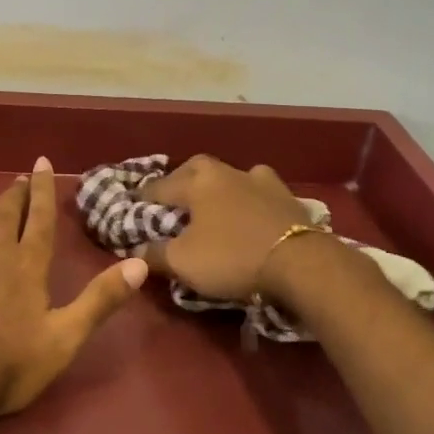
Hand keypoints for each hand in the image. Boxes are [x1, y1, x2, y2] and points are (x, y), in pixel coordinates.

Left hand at [0, 151, 148, 416]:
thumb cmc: (9, 364)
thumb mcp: (65, 338)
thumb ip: (100, 300)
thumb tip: (139, 264)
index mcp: (28, 266)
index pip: (39, 219)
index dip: (43, 190)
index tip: (42, 162)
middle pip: (6, 211)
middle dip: (15, 190)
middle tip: (20, 174)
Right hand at [138, 155, 323, 300]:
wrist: (301, 263)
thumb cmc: (232, 257)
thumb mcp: (183, 262)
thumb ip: (154, 254)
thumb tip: (136, 250)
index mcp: (196, 183)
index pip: (159, 186)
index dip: (142, 198)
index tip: (131, 206)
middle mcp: (226, 172)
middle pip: (195, 170)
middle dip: (180, 182)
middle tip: (172, 200)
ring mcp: (260, 181)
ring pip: (229, 176)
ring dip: (217, 187)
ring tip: (212, 204)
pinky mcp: (286, 197)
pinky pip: (259, 190)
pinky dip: (249, 197)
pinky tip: (250, 208)